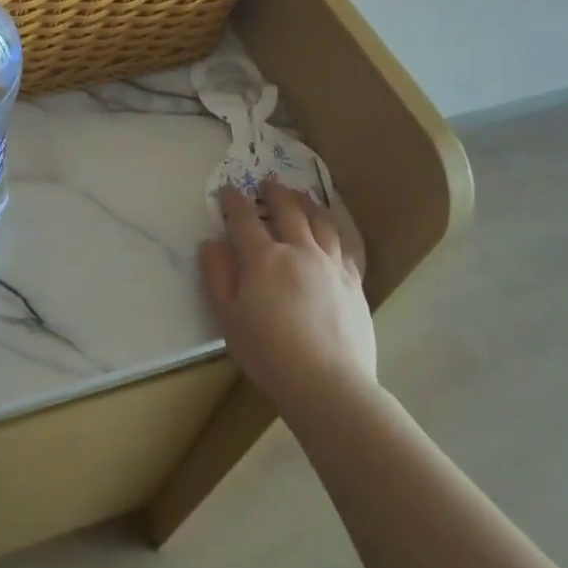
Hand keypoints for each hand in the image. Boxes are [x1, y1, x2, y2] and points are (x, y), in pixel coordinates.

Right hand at [201, 178, 376, 413]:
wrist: (328, 384)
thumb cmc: (268, 353)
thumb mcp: (227, 317)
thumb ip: (217, 275)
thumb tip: (213, 242)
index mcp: (264, 258)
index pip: (245, 218)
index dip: (235, 201)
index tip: (229, 189)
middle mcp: (299, 251)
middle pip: (287, 210)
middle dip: (275, 193)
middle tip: (268, 182)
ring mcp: (331, 264)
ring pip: (320, 221)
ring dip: (308, 203)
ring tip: (301, 195)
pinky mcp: (354, 282)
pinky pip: (346, 244)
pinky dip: (336, 227)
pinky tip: (333, 227)